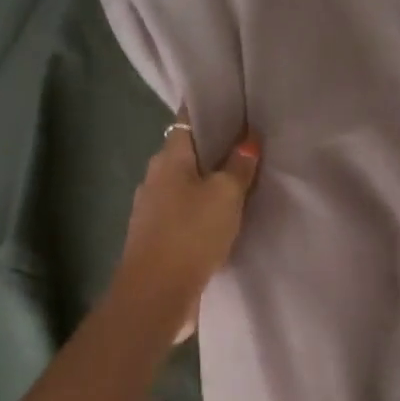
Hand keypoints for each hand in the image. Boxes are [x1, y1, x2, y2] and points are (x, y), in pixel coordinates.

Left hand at [111, 117, 261, 342]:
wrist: (155, 294)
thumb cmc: (191, 234)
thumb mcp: (226, 196)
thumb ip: (239, 166)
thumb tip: (247, 139)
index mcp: (168, 157)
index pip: (187, 119)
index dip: (209, 109)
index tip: (234, 106)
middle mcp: (154, 176)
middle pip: (187, 151)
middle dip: (214, 148)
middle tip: (248, 146)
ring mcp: (151, 207)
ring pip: (185, 182)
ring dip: (208, 181)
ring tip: (241, 182)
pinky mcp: (155, 235)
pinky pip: (183, 209)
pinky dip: (201, 207)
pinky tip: (222, 216)